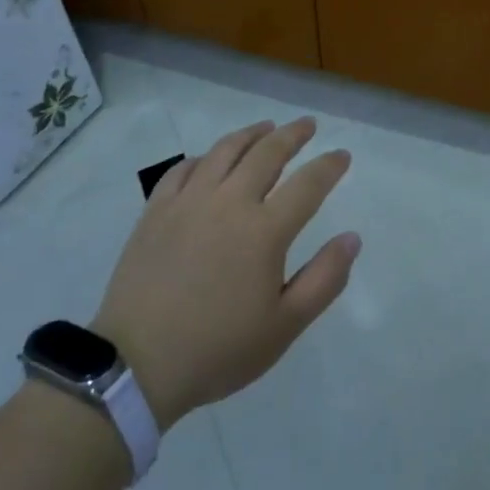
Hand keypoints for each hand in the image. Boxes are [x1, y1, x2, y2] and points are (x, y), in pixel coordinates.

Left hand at [92, 118, 360, 429]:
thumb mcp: (284, 326)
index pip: (308, 184)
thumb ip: (325, 279)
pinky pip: (184, 168)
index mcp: (265, 231)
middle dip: (293, 134)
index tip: (342, 155)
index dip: (329, 165)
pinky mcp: (156, 209)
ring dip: (251, 134)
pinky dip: (205, 157)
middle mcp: (229, 202)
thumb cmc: (218, 349)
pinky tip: (210, 159)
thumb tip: (352, 238)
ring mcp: (189, 201)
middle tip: (308, 125)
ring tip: (266, 127)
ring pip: (225, 150)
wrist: (137, 363)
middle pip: (267, 153)